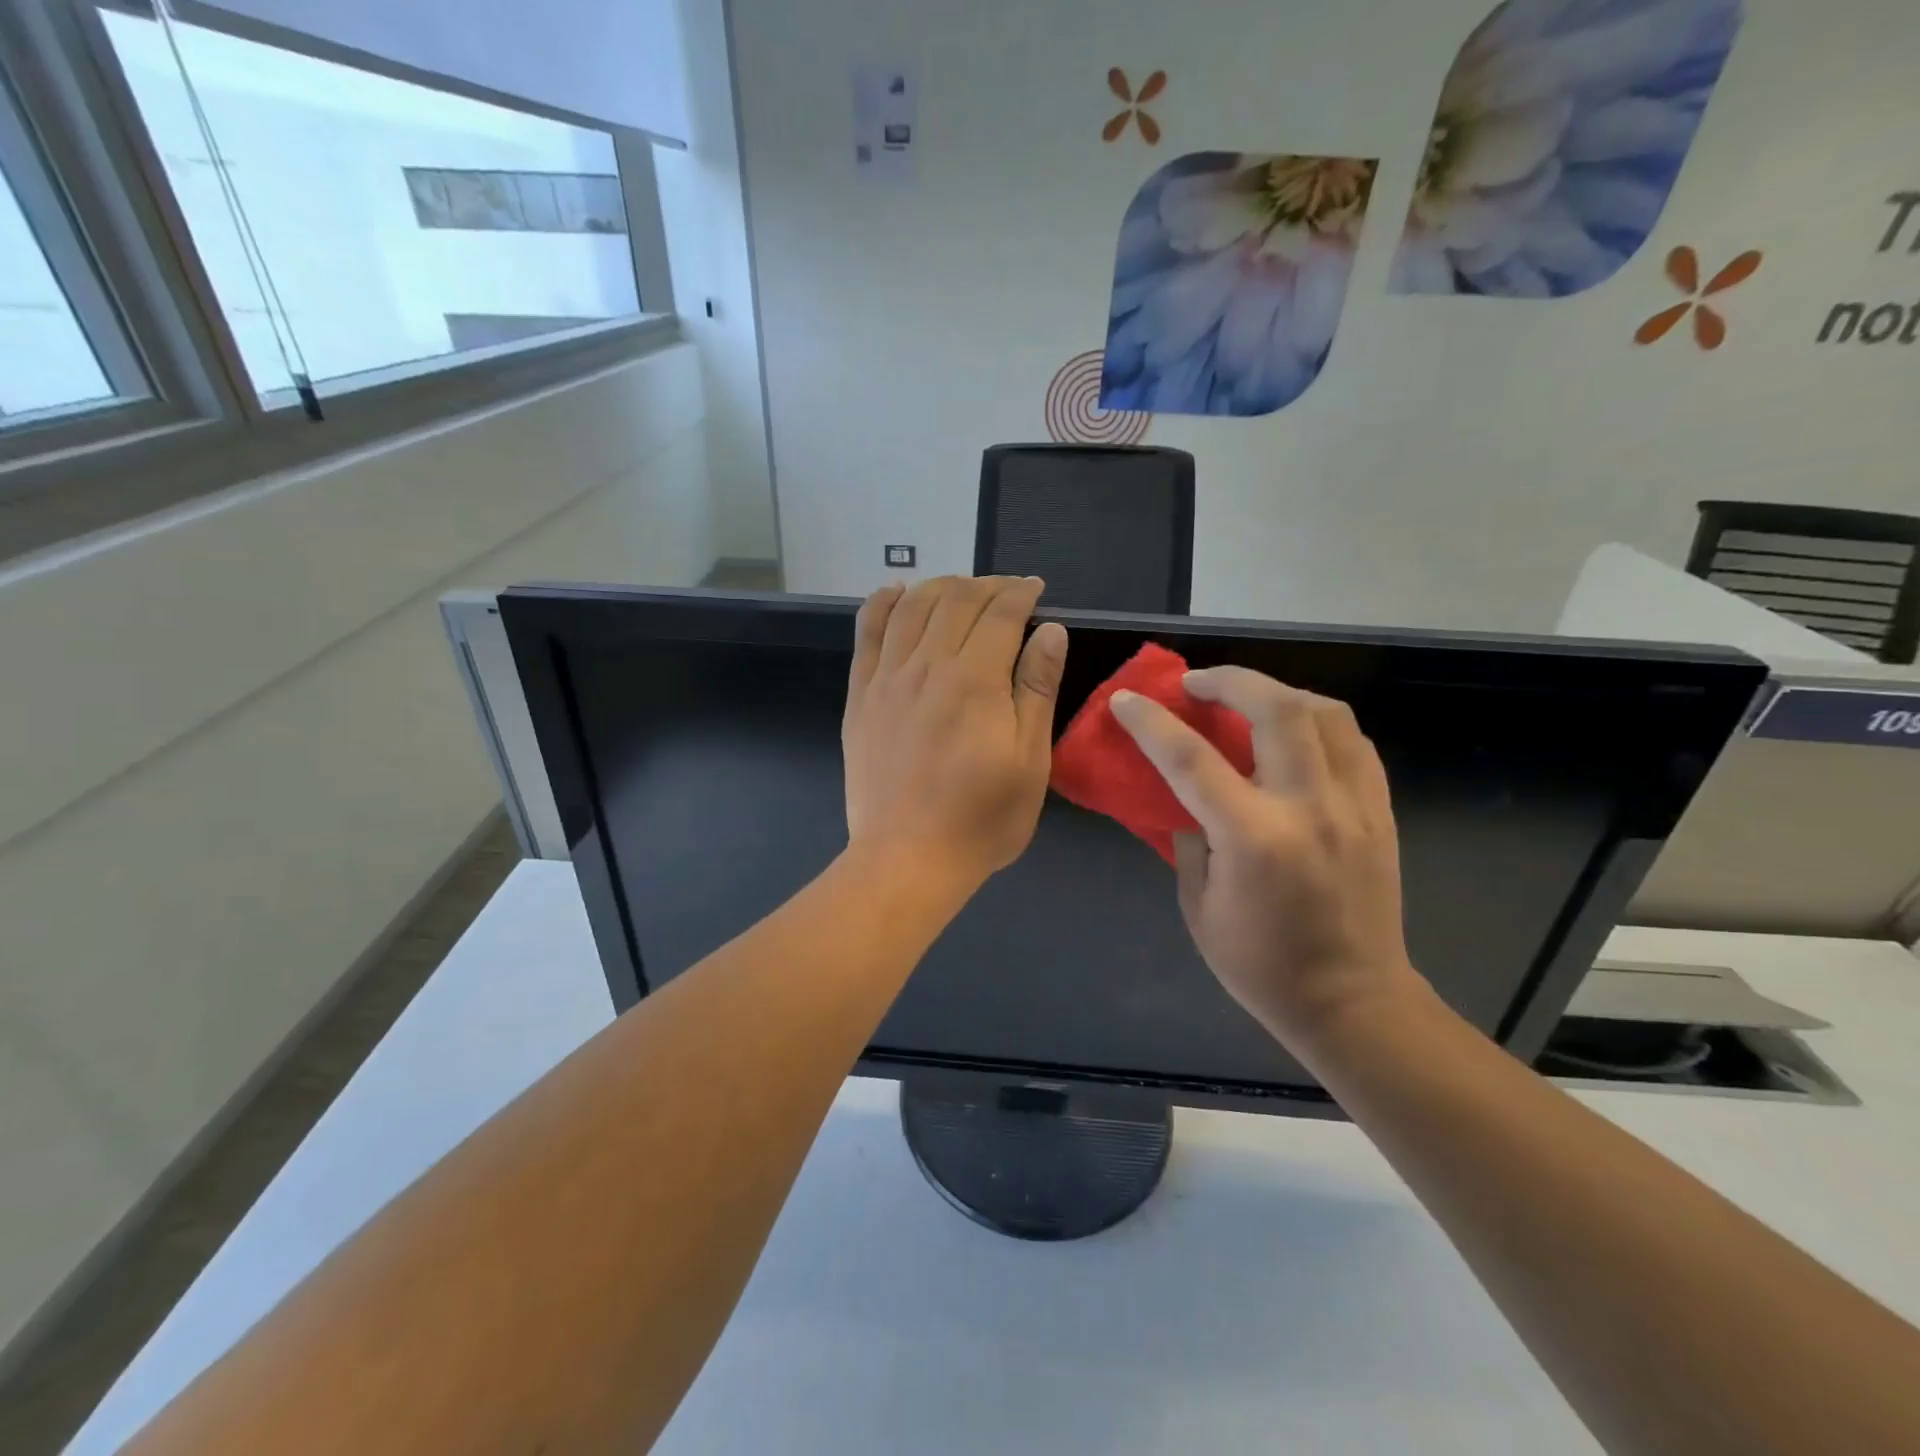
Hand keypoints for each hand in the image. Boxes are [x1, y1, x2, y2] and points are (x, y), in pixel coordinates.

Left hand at [843, 576, 1067, 888]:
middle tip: (1007, 591)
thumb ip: (1036, 690)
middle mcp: (927, 666)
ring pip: (912, 607)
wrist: (908, 858)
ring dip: (941, 586)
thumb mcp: (1029, 761)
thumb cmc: (981, 818)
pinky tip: (897, 592)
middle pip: (956, 600)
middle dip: (987, 585)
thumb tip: (1049, 631)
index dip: (1020, 593)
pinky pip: (867, 632)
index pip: (1000, 613)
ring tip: (963, 589)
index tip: (1035, 590)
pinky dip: (883, 603)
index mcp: (975, 681)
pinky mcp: (860, 695)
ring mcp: (887, 678)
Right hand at [1109, 667, 1419, 1050]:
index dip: (1152, 722)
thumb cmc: (1260, 965)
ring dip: (1279, 692)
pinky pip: (1353, 742)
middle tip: (1196, 683)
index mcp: (1253, 838)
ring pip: (1326, 713)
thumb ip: (1190, 840)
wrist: (1353, 1003)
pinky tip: (1295, 732)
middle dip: (1229, 680)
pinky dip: (1318, 722)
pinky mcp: (1379, 812)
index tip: (1126, 700)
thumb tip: (1188, 800)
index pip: (1192, 759)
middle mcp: (1308, 808)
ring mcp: (1353, 806)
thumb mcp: (1198, 906)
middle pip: (1276, 709)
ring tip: (1248, 698)